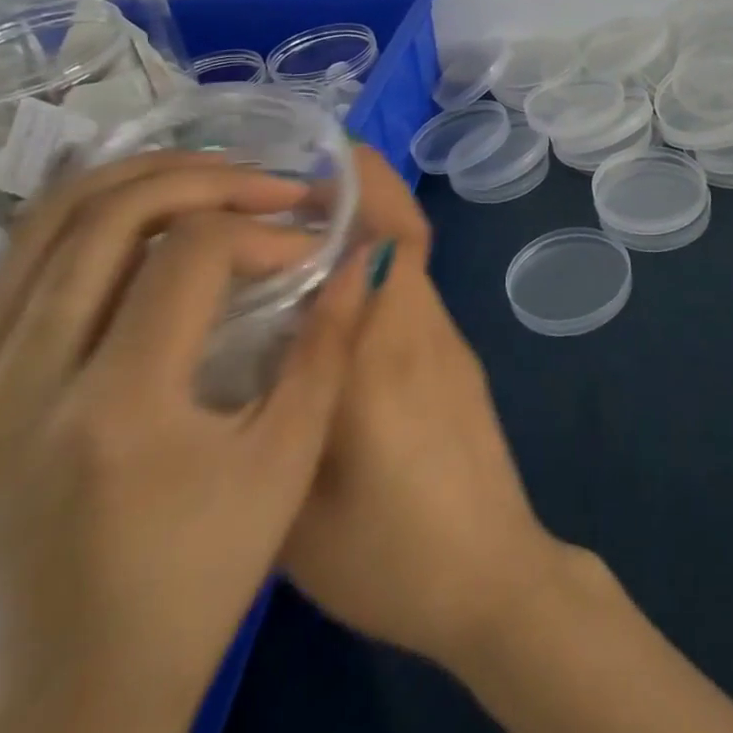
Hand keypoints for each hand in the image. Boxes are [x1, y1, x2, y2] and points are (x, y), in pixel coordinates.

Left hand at [0, 153, 369, 732]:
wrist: (77, 690)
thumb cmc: (201, 576)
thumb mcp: (288, 460)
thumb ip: (329, 344)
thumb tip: (366, 255)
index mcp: (118, 407)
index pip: (189, 255)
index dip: (261, 230)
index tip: (306, 248)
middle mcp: (28, 383)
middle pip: (106, 217)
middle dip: (202, 179)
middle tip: (266, 183)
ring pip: (45, 226)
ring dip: (137, 181)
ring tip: (210, 176)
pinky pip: (19, 267)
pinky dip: (86, 217)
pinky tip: (143, 211)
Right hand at [279, 154, 570, 671]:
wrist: (490, 577)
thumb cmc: (389, 555)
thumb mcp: (296, 505)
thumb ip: (272, 417)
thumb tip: (242, 353)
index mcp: (383, 353)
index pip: (392, 242)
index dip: (368, 187)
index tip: (327, 154)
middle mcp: (422, 329)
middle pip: (405, 237)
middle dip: (363, 194)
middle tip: (296, 187)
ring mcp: (449, 343)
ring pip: (410, 263)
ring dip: (369, 234)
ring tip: (299, 241)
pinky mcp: (459, 362)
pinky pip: (414, 296)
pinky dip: (379, 276)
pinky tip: (333, 308)